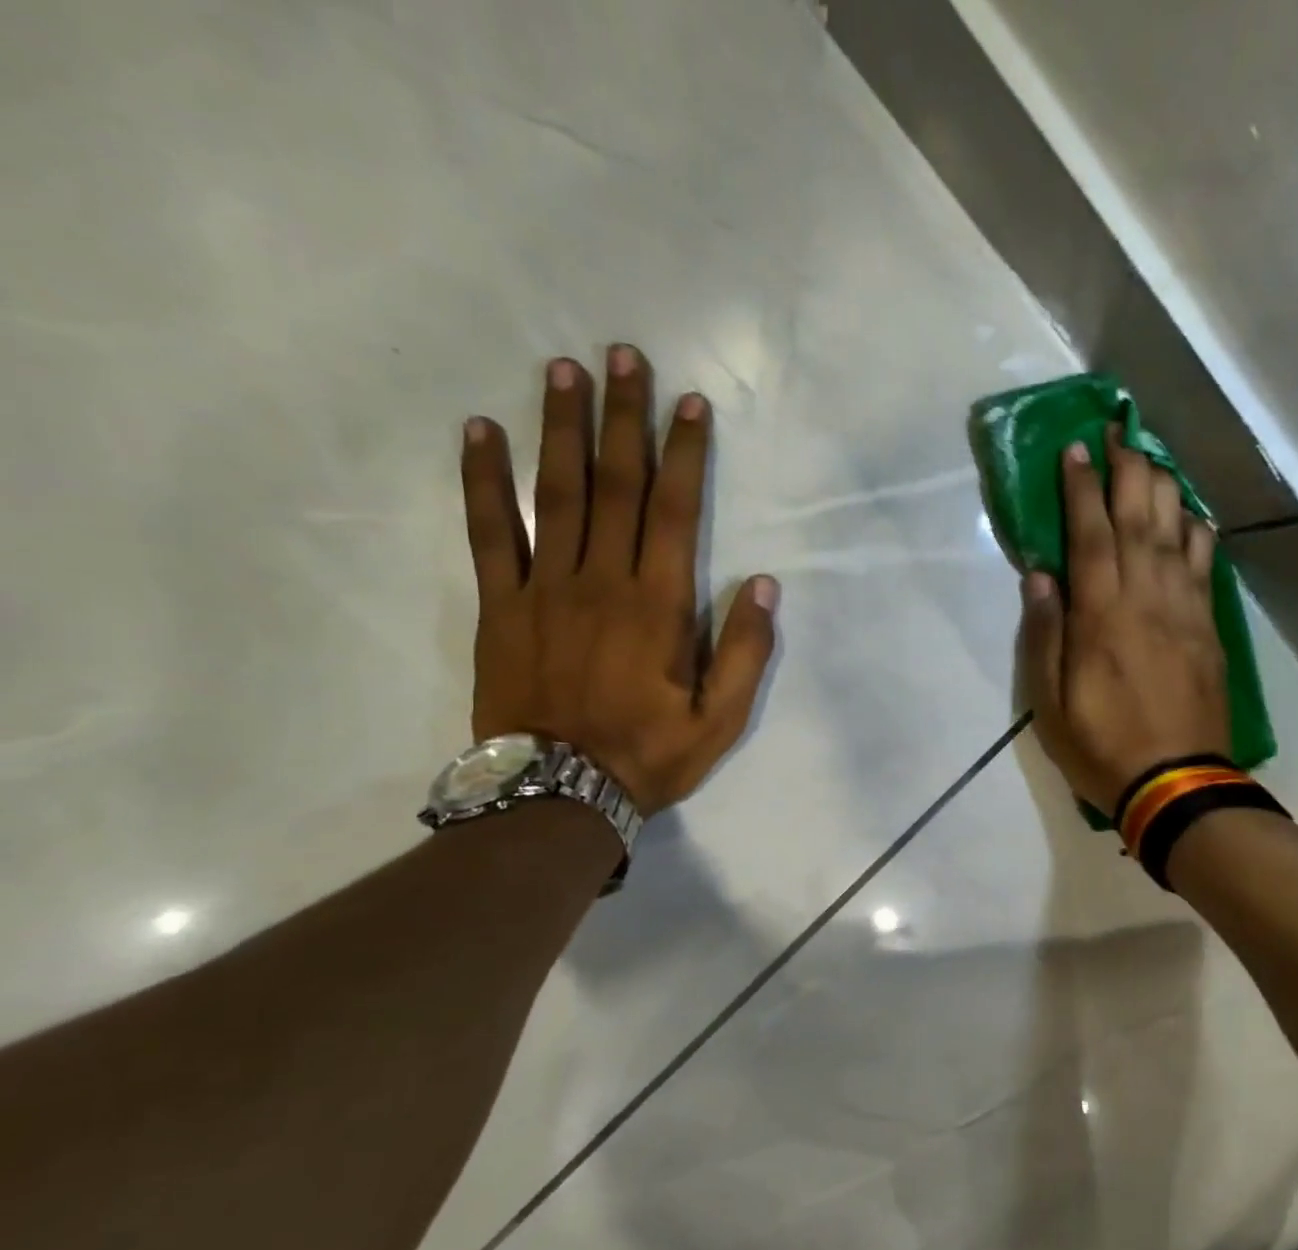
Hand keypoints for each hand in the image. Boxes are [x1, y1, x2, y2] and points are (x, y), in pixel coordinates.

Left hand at [460, 345, 778, 815]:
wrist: (557, 794)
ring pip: (554, 494)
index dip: (682, 453)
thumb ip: (746, 652)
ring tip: (562, 370)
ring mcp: (543, 589)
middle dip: (622, 417)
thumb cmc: (649, 756)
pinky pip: (489, 532)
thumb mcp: (721, 720)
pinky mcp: (500, 606)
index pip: (673, 511)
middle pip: (613, 485)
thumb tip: (765, 585)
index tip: (687, 402)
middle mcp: (601, 581)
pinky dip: (483, 480)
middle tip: (622, 355)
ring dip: (560, 428)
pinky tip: (480, 432)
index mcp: (658, 606)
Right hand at [1018, 427, 1230, 816]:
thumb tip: (1040, 577)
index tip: (1077, 449)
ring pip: (1178, 534)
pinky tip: (1193, 515)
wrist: (1176, 785)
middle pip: (1140, 520)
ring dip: (1165, 489)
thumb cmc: (1101, 747)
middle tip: (1120, 431)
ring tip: (1153, 457)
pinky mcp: (1209, 630)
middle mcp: (1146, 600)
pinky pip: (1207, 567)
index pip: (1091, 536)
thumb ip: (1045, 636)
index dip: (1082, 489)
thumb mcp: (1051, 703)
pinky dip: (1199, 533)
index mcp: (1102, 617)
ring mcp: (1185, 612)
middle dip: (1128, 470)